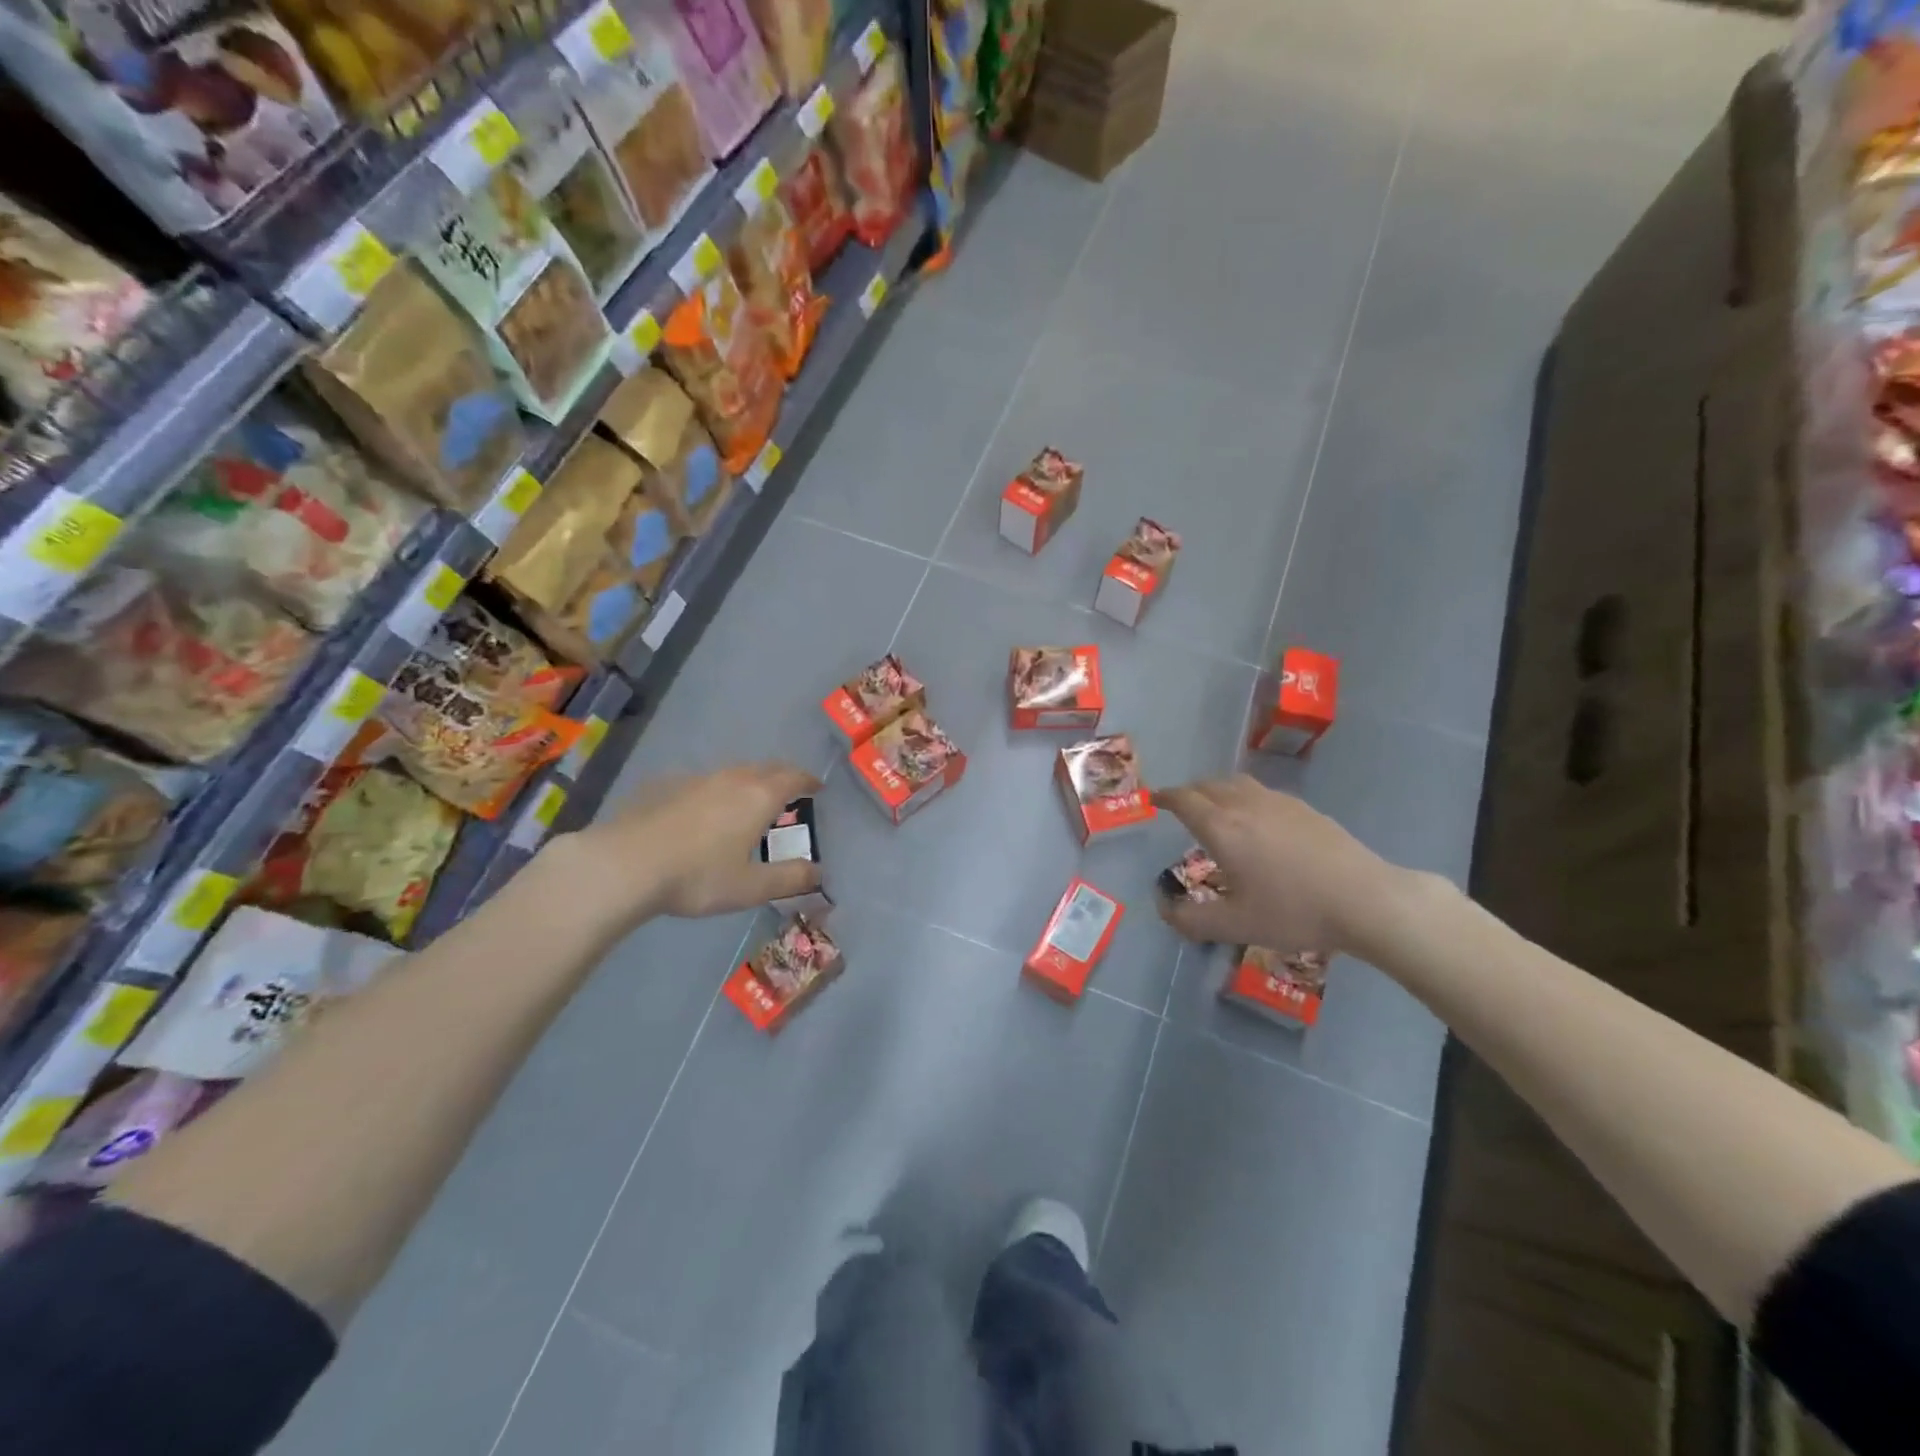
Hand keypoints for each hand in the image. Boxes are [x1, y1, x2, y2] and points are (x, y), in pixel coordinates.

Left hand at [559, 761, 823, 926]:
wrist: (625, 864)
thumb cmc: (698, 876)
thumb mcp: (750, 887)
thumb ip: (789, 879)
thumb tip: (819, 872)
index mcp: (758, 798)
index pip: (793, 778)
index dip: (808, 781)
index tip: (817, 787)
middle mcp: (731, 780)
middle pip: (764, 768)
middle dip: (781, 777)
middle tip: (789, 791)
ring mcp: (695, 780)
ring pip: (732, 773)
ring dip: (748, 781)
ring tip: (748, 800)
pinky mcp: (664, 787)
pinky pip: (701, 782)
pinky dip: (715, 790)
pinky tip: (703, 810)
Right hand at [1156, 775, 1402, 956]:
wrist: (1365, 899)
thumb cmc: (1293, 911)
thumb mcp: (1235, 926)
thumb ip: (1192, 920)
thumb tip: (1165, 911)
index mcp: (1222, 828)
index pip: (1184, 800)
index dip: (1166, 798)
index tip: (1155, 800)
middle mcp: (1245, 805)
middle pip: (1208, 785)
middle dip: (1190, 793)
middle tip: (1182, 807)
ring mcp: (1279, 803)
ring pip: (1237, 784)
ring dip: (1218, 790)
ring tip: (1217, 809)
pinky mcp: (1306, 809)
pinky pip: (1263, 793)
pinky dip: (1246, 798)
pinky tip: (1260, 822)